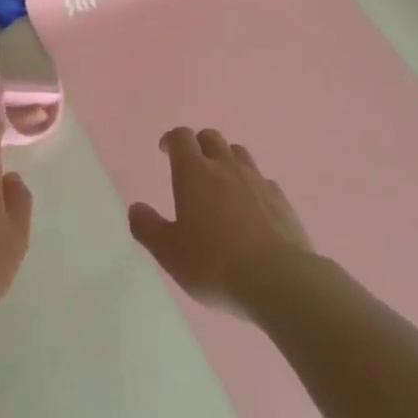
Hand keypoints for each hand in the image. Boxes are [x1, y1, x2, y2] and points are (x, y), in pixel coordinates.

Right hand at [129, 128, 313, 318]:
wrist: (279, 280)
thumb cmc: (215, 264)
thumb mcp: (169, 253)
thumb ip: (148, 228)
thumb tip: (136, 208)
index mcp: (194, 173)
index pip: (181, 137)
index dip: (171, 139)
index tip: (165, 150)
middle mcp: (226, 167)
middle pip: (211, 138)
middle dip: (198, 145)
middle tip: (191, 166)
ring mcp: (257, 180)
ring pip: (238, 153)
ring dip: (226, 159)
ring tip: (221, 184)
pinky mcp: (281, 199)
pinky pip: (261, 179)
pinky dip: (251, 185)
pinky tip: (250, 209)